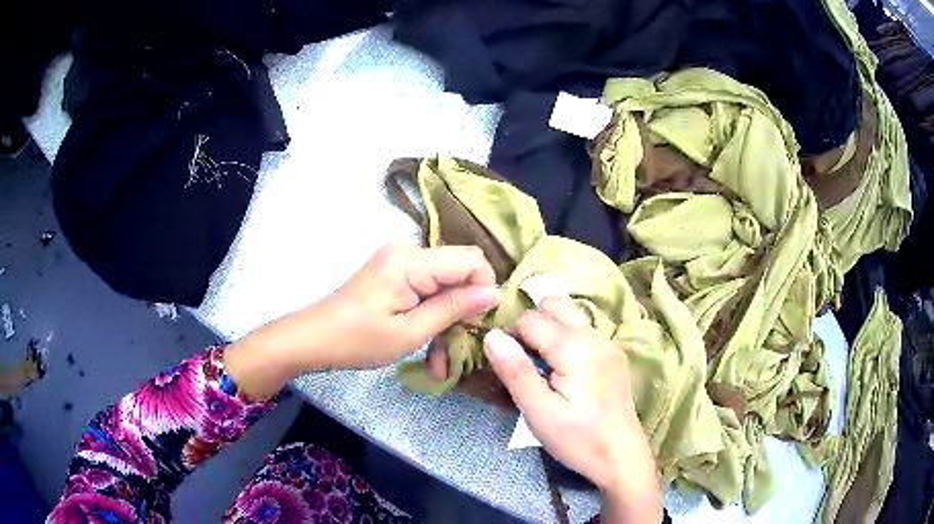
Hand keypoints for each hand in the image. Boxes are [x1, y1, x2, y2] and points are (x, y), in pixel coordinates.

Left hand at [225, 243, 500, 399]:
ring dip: (448, 322)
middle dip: (466, 311)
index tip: (483, 324)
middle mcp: (409, 252)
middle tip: (462, 349)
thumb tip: (493, 294)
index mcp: (411, 260)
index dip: (485, 289)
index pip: (472, 259)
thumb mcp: (410, 332)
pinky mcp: (395, 275)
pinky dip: (431, 318)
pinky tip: (430, 352)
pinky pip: (427, 291)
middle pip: (460, 272)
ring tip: (441, 363)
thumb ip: (454, 308)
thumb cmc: (358, 340)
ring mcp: (401, 262)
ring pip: (445, 286)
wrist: (314, 340)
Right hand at [483, 296, 661, 522]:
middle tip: (526, 363)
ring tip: (542, 366)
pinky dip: (567, 338)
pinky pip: (584, 330)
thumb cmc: (578, 439)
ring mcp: (608, 343)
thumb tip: (492, 335)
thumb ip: (516, 371)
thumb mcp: (539, 412)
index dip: (512, 337)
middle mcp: (594, 335)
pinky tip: (564, 370)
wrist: (622, 458)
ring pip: (570, 316)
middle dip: (532, 325)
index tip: (509, 367)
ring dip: (550, 330)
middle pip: (554, 305)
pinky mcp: (614, 355)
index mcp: (574, 347)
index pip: (530, 319)